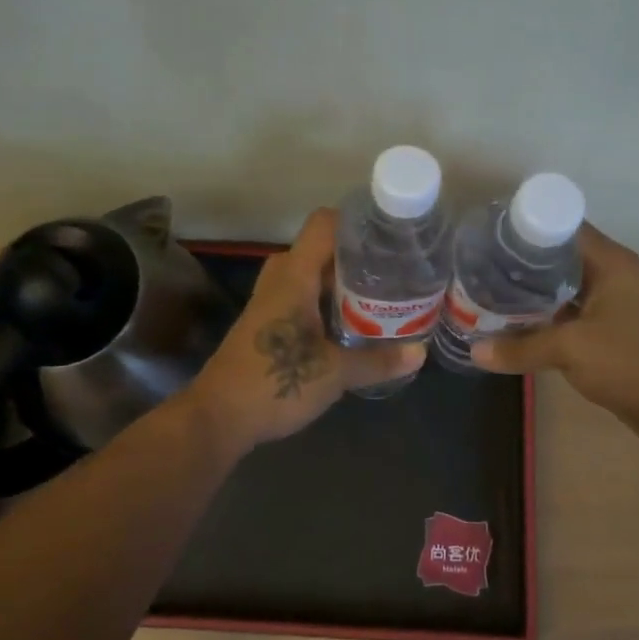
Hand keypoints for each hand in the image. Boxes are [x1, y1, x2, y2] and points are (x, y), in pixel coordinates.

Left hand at [187, 208, 426, 453]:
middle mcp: (281, 279)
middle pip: (322, 249)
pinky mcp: (268, 324)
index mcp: (295, 275)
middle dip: (358, 256)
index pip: (324, 224)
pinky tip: (353, 323)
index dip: (357, 222)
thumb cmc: (275, 383)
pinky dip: (328, 301)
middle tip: (394, 269)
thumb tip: (421, 353)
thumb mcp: (335, 374)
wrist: (218, 417)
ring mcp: (271, 301)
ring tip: (382, 294)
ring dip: (343, 282)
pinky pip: (303, 296)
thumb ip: (378, 361)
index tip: (391, 235)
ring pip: (312, 275)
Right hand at [472, 224, 638, 447]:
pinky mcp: (610, 328)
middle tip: (481, 266)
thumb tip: (474, 352)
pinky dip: (546, 314)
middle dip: (522, 262)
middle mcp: (613, 274)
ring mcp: (613, 302)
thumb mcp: (570, 350)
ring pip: (564, 286)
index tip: (491, 236)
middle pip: (560, 256)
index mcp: (611, 262)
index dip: (526, 228)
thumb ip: (521, 348)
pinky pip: (570, 311)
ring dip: (532, 291)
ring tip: (490, 291)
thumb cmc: (629, 363)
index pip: (563, 227)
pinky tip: (515, 322)